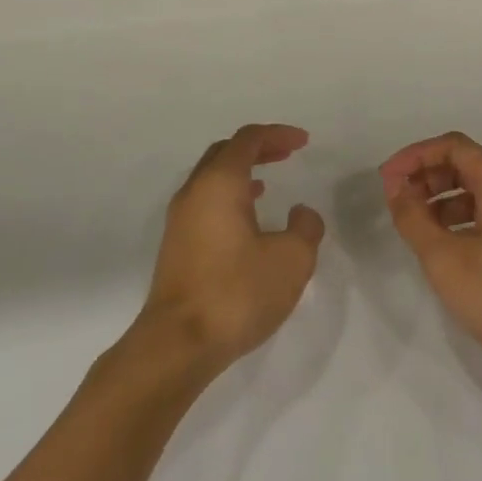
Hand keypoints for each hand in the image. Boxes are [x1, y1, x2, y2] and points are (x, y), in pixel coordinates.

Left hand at [136, 124, 324, 372]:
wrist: (176, 346)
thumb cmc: (236, 292)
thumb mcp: (291, 259)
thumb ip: (305, 228)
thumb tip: (300, 213)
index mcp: (220, 183)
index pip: (248, 139)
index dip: (278, 134)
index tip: (303, 142)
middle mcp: (194, 192)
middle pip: (225, 153)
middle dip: (257, 148)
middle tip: (285, 154)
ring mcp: (179, 221)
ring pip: (211, 179)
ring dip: (241, 173)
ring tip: (267, 184)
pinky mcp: (175, 247)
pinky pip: (204, 203)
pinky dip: (228, 197)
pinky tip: (246, 221)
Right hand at [379, 132, 481, 380]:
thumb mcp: (444, 257)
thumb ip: (413, 218)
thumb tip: (395, 188)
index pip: (453, 146)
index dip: (416, 155)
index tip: (387, 178)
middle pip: (463, 164)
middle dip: (426, 175)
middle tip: (395, 199)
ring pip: (472, 189)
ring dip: (438, 198)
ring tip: (411, 222)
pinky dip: (455, 218)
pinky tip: (438, 243)